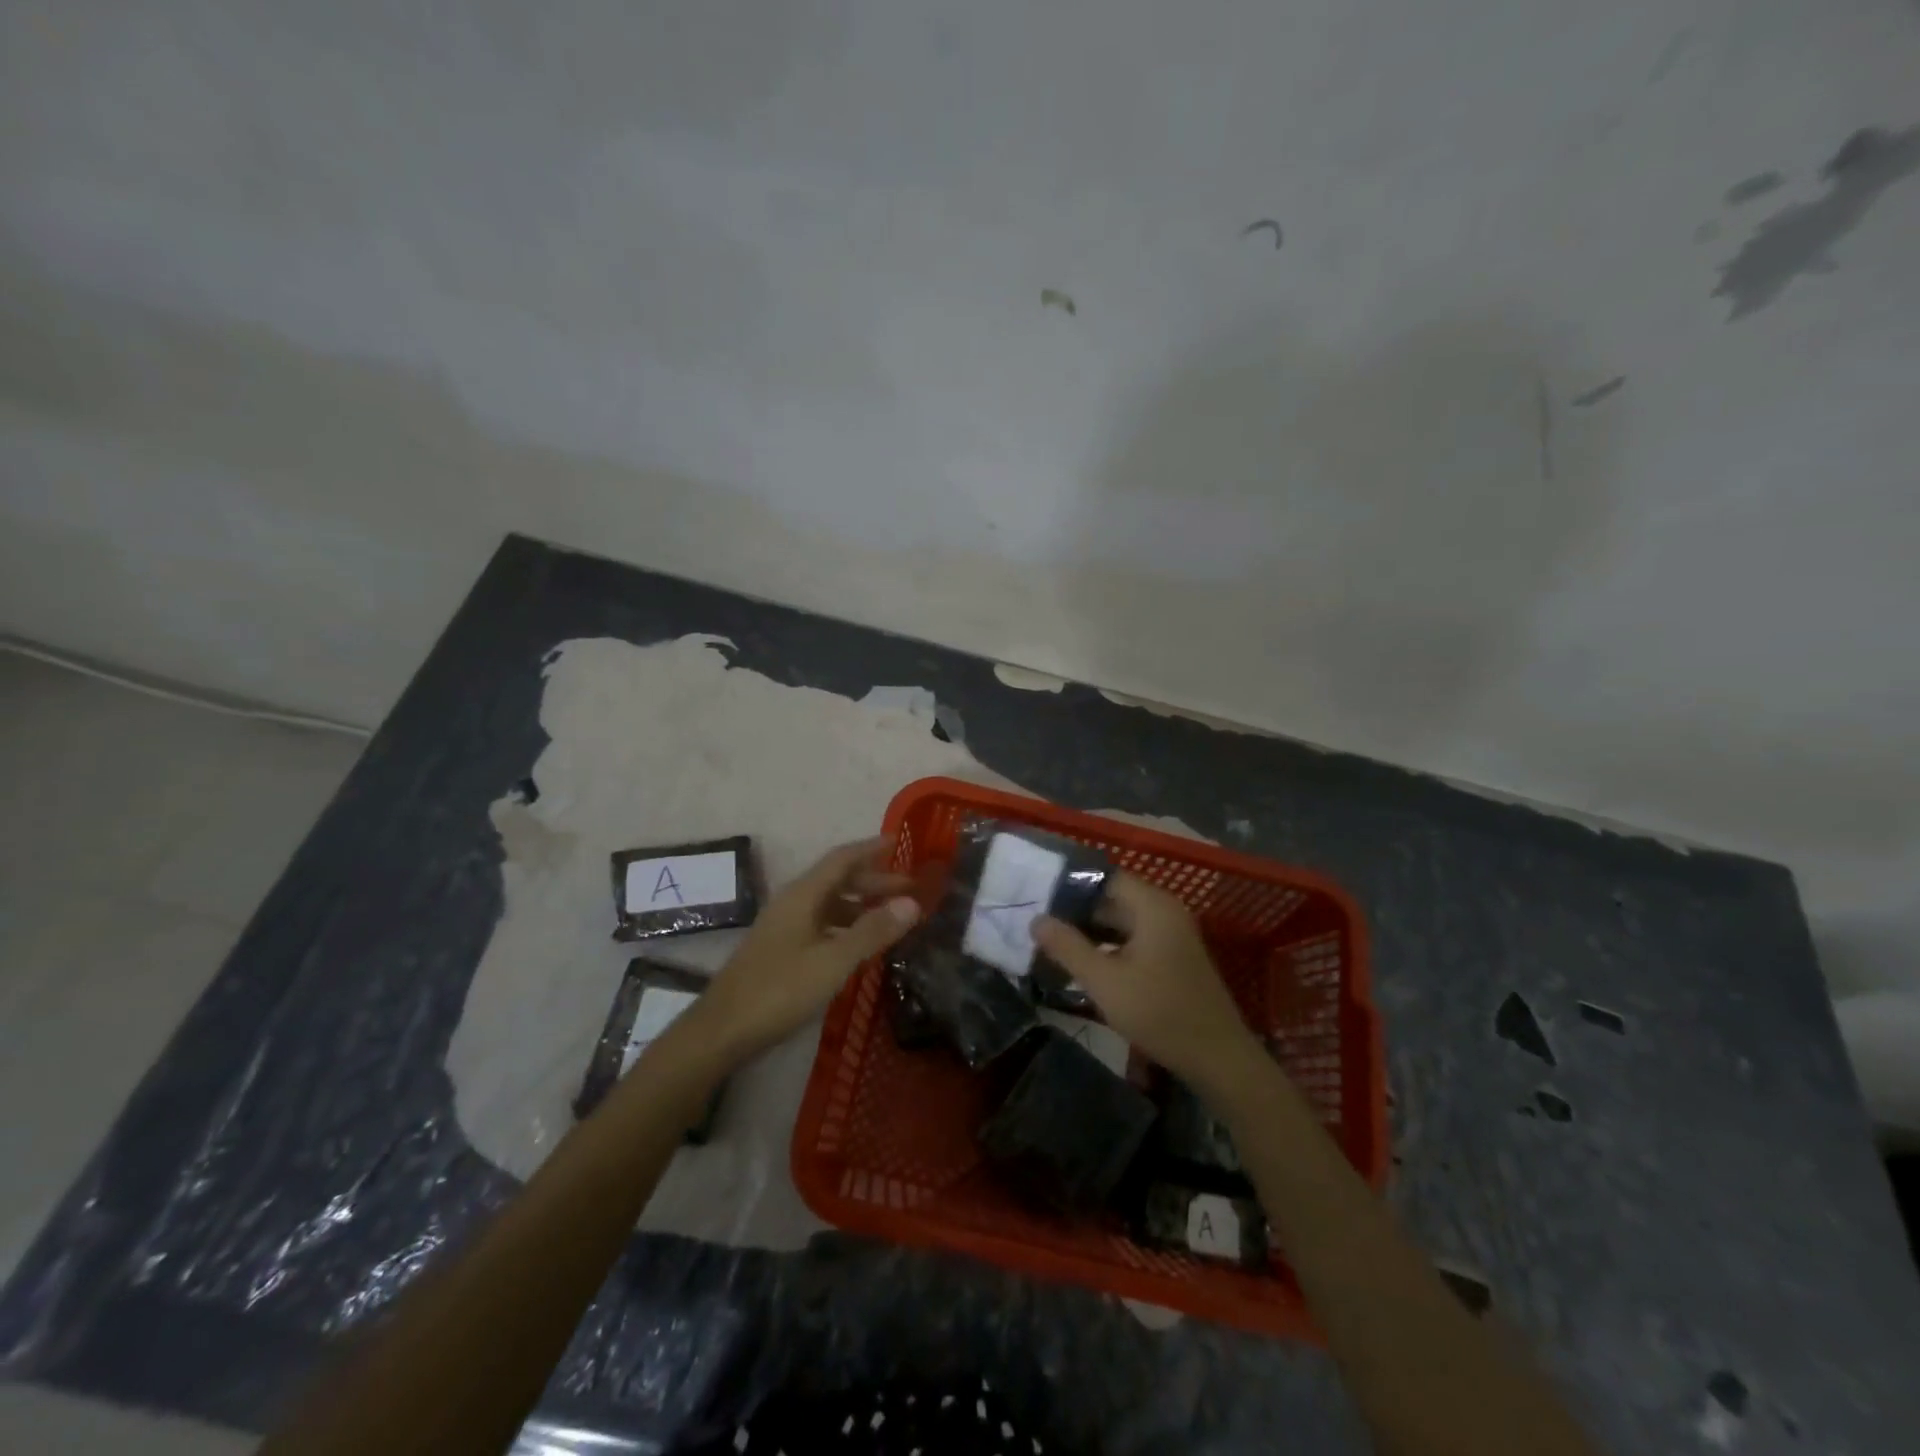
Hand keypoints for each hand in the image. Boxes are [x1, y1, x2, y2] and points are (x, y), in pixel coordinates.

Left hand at [697, 837, 918, 1063]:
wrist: (722, 1031)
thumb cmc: (779, 990)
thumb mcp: (833, 961)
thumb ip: (872, 931)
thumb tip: (912, 902)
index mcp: (803, 895)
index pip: (841, 859)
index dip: (870, 849)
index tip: (899, 842)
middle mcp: (793, 903)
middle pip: (837, 880)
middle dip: (873, 881)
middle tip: (909, 888)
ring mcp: (784, 927)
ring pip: (829, 905)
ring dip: (861, 905)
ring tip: (893, 917)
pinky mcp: (781, 950)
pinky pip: (821, 925)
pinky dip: (846, 926)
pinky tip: (860, 945)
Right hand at [1033, 872, 1260, 1089]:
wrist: (1217, 1058)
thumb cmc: (1159, 1012)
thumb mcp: (1104, 981)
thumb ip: (1068, 947)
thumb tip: (1036, 920)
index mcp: (1152, 905)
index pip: (1104, 877)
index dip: (1070, 885)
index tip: (1038, 897)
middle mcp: (1164, 910)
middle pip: (1112, 897)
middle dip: (1076, 910)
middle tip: (1038, 923)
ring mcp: (1171, 934)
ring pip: (1121, 921)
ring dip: (1090, 931)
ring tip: (1052, 942)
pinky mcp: (1172, 956)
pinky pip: (1133, 938)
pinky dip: (1108, 946)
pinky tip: (1083, 962)